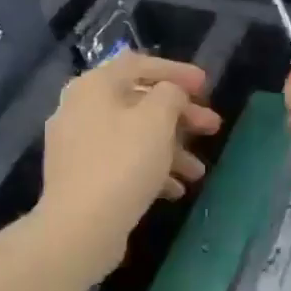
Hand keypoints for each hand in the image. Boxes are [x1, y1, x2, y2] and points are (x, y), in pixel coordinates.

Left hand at [39, 52, 221, 276]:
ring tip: (197, 172)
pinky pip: (121, 162)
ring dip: (171, 149)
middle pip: (138, 103)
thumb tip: (170, 93)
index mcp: (94, 86)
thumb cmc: (123, 163)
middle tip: (212, 128)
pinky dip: (150, 170)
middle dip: (180, 117)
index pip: (139, 65)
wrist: (81, 226)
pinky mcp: (81, 177)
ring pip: (133, 137)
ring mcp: (77, 145)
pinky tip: (174, 191)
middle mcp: (79, 109)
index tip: (206, 86)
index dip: (176, 72)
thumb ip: (170, 94)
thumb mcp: (157, 119)